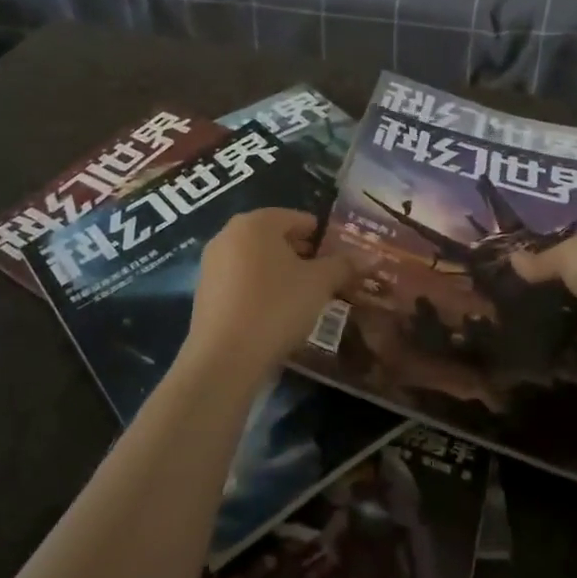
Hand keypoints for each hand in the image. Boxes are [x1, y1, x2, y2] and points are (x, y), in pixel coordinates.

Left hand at [182, 209, 359, 387]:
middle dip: (303, 255)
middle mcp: (229, 234)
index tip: (340, 260)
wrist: (225, 359)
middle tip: (327, 279)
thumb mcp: (319, 284)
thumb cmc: (276, 307)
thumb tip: (372, 257)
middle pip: (275, 237)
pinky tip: (276, 313)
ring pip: (257, 260)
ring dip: (282, 273)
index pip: (298, 219)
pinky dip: (261, 289)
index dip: (323, 238)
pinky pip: (241, 281)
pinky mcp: (204, 292)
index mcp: (256, 222)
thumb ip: (344, 265)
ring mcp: (212, 263)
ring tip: (305, 298)